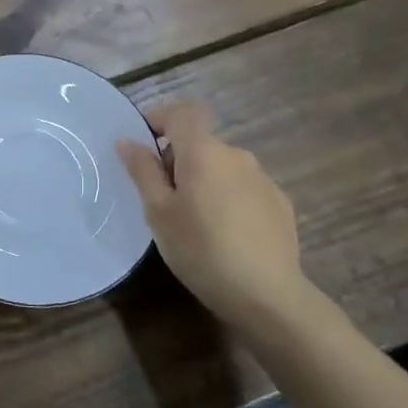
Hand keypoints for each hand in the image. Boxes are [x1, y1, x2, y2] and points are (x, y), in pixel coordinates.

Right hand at [115, 101, 305, 327]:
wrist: (267, 295)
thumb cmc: (201, 249)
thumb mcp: (158, 212)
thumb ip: (143, 171)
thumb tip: (127, 141)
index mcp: (203, 152)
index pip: (182, 112)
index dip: (160, 118)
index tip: (144, 144)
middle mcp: (236, 155)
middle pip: (200, 142)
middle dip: (178, 160)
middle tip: (162, 198)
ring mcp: (262, 179)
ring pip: (222, 167)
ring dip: (204, 180)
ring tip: (194, 220)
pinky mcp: (279, 203)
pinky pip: (243, 188)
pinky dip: (228, 198)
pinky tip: (225, 234)